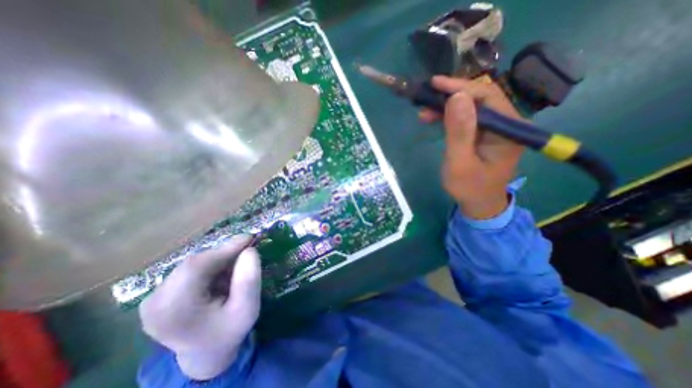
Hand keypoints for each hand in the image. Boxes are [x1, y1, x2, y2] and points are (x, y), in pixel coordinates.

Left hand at [138, 235, 262, 380]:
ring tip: (235, 269)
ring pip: (193, 263)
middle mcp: (154, 303)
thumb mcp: (247, 309)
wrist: (205, 353)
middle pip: (194, 263)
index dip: (225, 249)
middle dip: (224, 254)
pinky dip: (210, 266)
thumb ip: (249, 280)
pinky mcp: (158, 294)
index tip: (250, 238)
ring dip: (218, 260)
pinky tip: (221, 275)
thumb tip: (249, 250)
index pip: (197, 267)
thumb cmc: (229, 331)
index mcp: (174, 311)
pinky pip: (189, 268)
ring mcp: (152, 298)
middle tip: (247, 253)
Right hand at [421, 75, 524, 220]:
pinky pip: (467, 118)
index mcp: (508, 129)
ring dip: (446, 107)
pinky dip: (448, 117)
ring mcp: (495, 128)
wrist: (478, 204)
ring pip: (470, 107)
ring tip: (424, 113)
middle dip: (450, 96)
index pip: (487, 96)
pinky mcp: (484, 134)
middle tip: (425, 100)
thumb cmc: (469, 187)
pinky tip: (434, 119)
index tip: (434, 84)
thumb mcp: (460, 162)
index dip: (459, 87)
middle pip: (479, 98)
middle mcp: (506, 123)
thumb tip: (456, 97)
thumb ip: (459, 132)